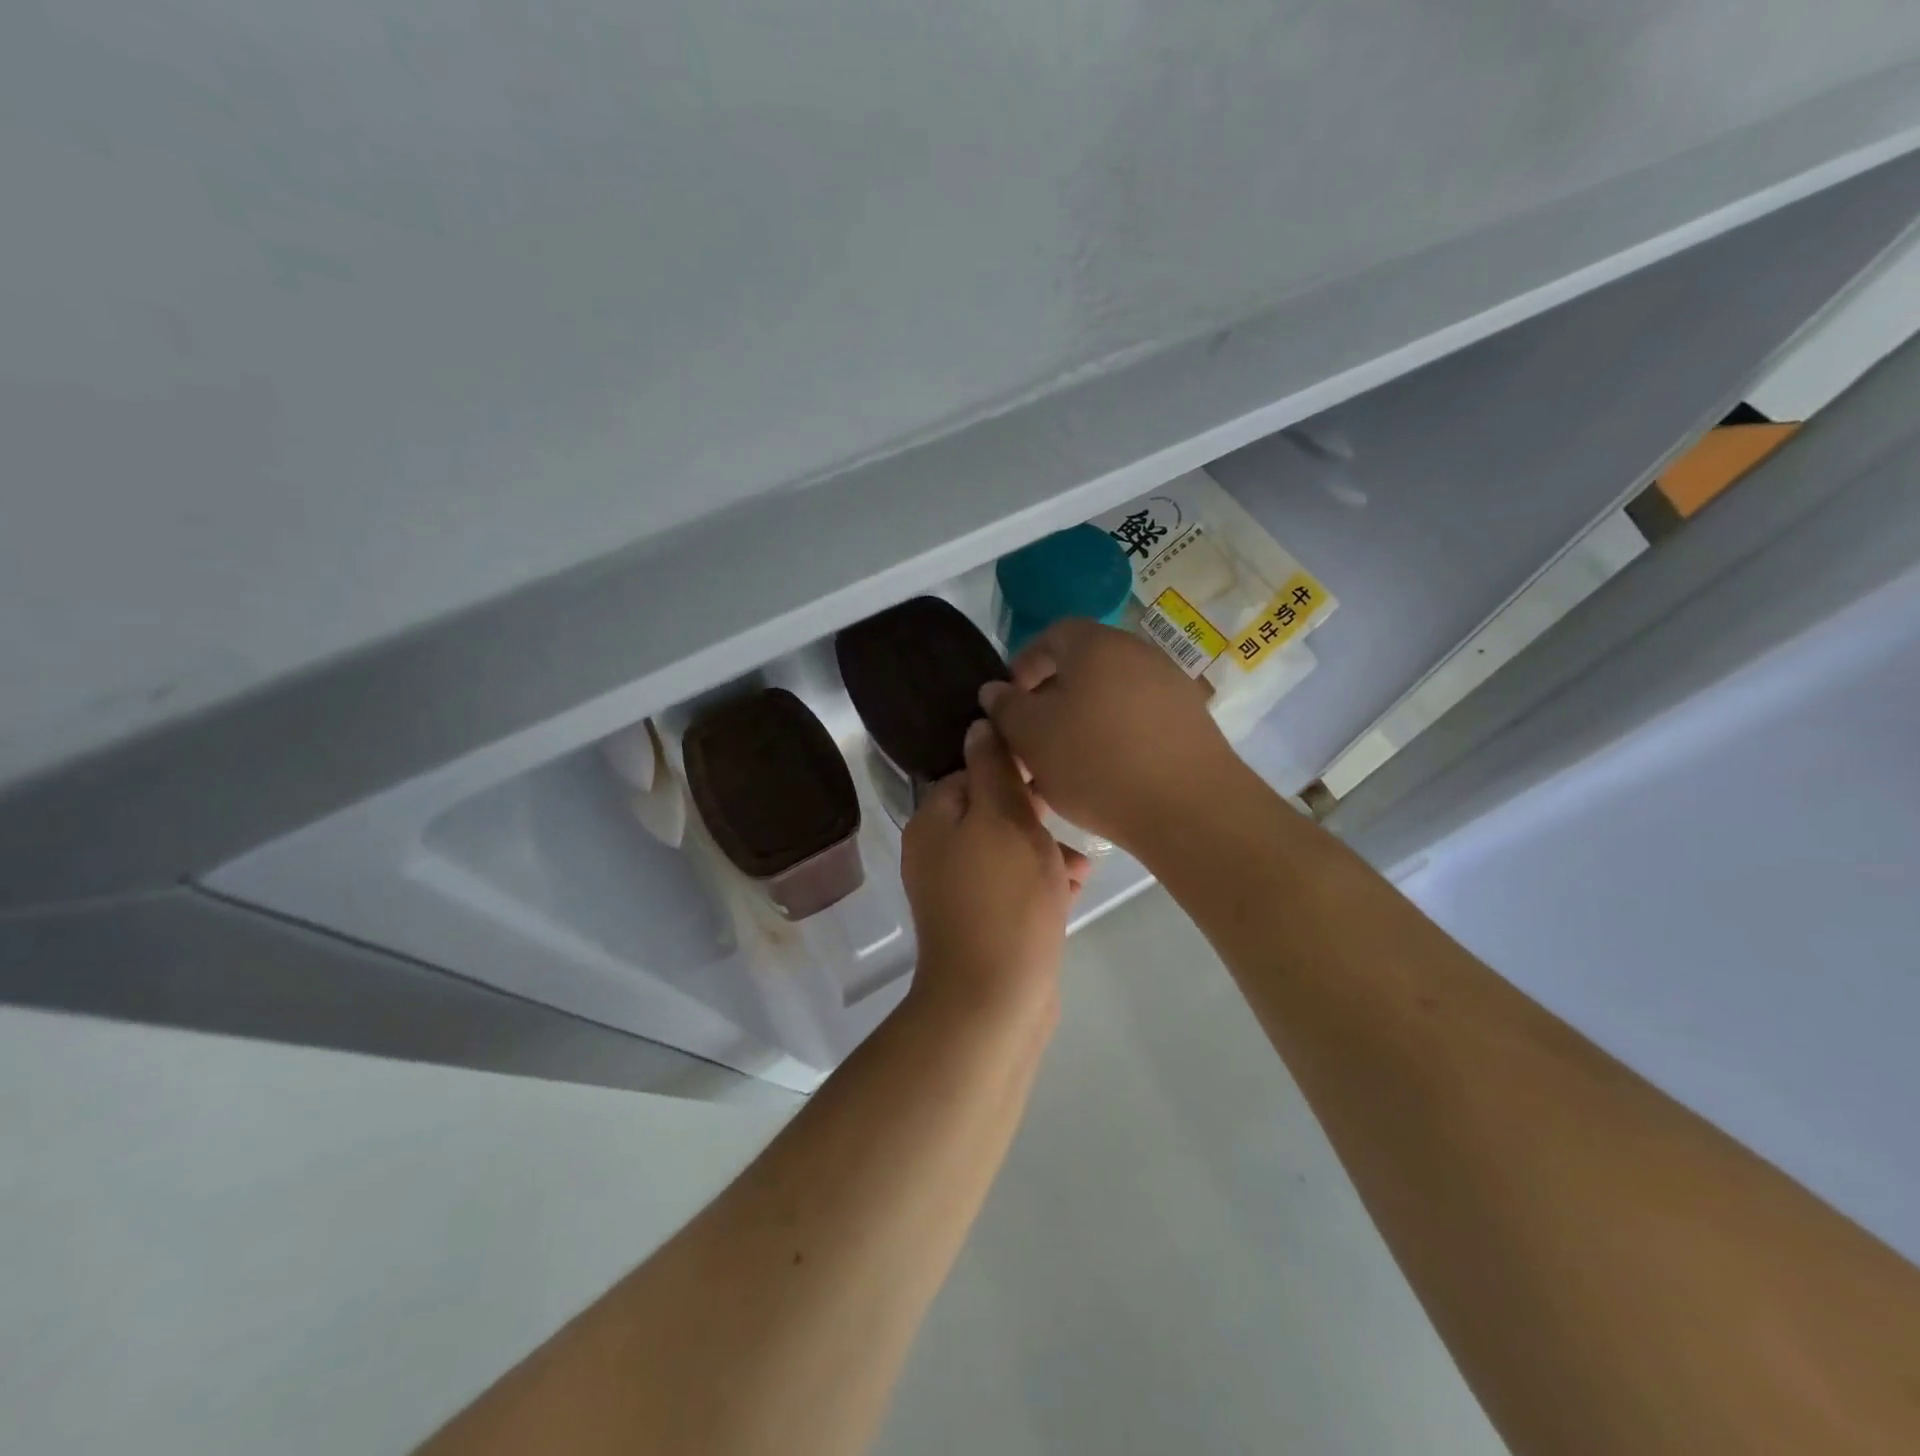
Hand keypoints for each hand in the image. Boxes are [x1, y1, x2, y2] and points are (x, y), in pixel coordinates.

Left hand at [900, 718, 1089, 1021]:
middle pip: (991, 811)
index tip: (1052, 773)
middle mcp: (938, 851)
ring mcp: (959, 890)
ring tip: (1083, 859)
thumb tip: (979, 724)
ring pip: (1009, 848)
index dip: (1013, 768)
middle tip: (1073, 811)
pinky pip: (1014, 884)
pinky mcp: (984, 920)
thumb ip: (993, 769)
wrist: (994, 999)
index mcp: (933, 821)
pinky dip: (1041, 880)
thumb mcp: (1003, 819)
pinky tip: (1076, 885)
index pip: (971, 772)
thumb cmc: (1003, 899)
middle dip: (1035, 811)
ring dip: (1045, 847)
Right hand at [979, 618, 1242, 851]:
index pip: (1052, 635)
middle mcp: (1139, 653)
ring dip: (1083, 720)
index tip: (1009, 702)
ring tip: (1065, 762)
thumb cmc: (1096, 762)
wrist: (1188, 808)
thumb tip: (995, 690)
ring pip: (1111, 696)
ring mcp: (1171, 686)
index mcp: (1097, 645)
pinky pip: (1139, 719)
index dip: (1024, 665)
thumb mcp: (1032, 736)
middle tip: (1033, 736)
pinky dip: (1116, 736)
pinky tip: (1107, 773)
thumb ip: (1006, 708)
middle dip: (1052, 698)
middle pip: (1084, 666)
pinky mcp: (1191, 721)